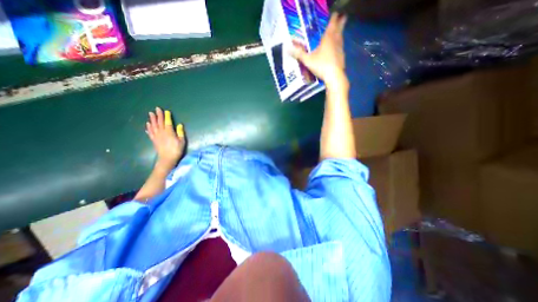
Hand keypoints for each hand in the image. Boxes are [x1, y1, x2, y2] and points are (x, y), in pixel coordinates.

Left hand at [146, 107, 186, 169]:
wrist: (167, 159)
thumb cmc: (176, 150)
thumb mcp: (182, 141)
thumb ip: (180, 132)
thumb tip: (179, 125)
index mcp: (169, 132)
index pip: (167, 122)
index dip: (167, 116)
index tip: (166, 111)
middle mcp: (161, 132)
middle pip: (159, 122)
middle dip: (158, 115)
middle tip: (157, 109)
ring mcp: (156, 136)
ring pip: (153, 126)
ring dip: (152, 119)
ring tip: (150, 114)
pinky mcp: (154, 140)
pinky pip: (150, 132)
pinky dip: (148, 127)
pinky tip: (148, 124)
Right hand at [290, 13, 348, 89]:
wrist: (334, 76)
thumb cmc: (321, 66)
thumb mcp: (307, 60)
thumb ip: (298, 54)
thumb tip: (287, 48)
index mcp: (327, 39)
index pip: (332, 24)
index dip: (334, 18)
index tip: (336, 12)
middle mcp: (335, 42)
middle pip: (339, 29)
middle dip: (341, 22)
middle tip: (344, 16)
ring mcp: (340, 49)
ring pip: (341, 38)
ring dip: (341, 33)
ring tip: (340, 31)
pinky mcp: (342, 57)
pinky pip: (341, 47)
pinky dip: (340, 44)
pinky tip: (338, 48)